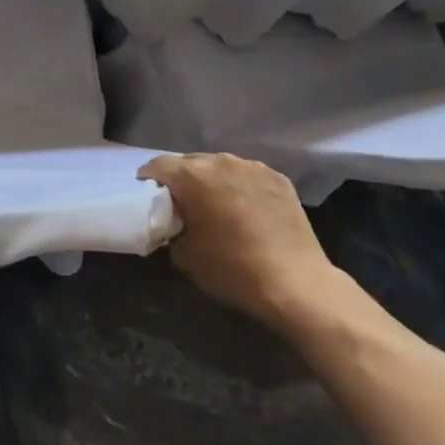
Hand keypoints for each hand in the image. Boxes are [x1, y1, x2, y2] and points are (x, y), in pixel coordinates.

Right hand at [139, 153, 344, 325]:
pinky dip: (240, 186)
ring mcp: (253, 166)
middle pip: (189, 162)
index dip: (148, 180)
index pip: (158, 166)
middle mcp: (221, 161)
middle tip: (182, 203)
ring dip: (212, 180)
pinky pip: (247, 175)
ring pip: (221, 166)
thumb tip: (176, 223)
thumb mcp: (185, 256)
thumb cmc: (232, 269)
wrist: (296, 283)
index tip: (149, 196)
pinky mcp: (278, 177)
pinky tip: (245, 209)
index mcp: (192, 175)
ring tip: (216, 204)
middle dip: (182, 179)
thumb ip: (172, 229)